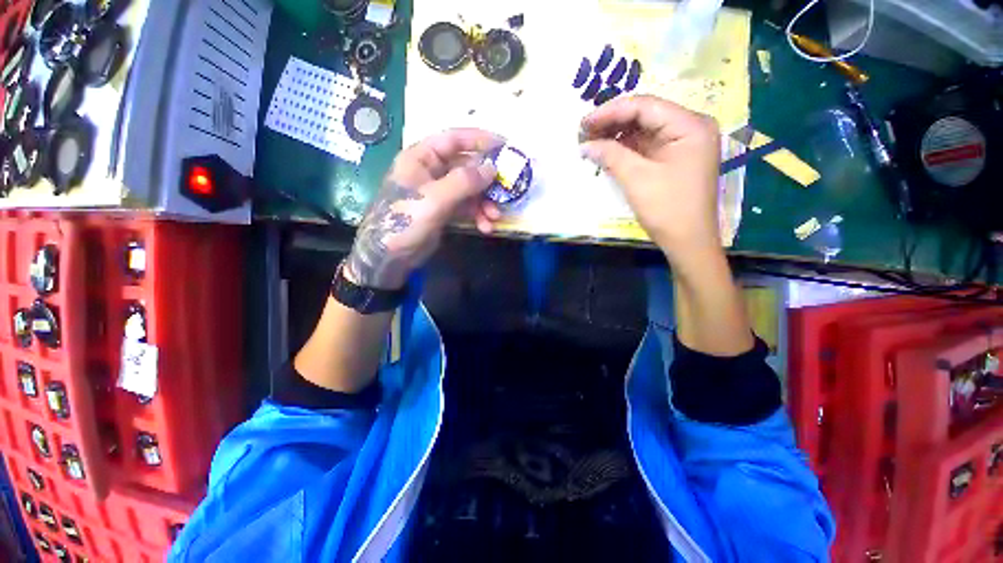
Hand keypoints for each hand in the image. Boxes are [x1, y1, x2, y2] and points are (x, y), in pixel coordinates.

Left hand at [345, 129, 502, 289]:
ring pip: (470, 190)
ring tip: (494, 217)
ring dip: (485, 203)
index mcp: (423, 157)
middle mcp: (432, 170)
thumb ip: (464, 181)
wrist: (389, 256)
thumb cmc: (405, 220)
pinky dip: (477, 215)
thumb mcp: (435, 198)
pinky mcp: (444, 210)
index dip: (480, 139)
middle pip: (467, 167)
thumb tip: (492, 169)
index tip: (505, 146)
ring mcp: (439, 192)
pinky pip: (467, 207)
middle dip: (487, 181)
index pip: (455, 139)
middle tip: (506, 191)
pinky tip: (485, 227)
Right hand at [580, 95, 721, 259]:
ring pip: (644, 131)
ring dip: (616, 136)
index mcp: (690, 125)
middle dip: (613, 123)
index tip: (584, 122)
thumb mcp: (637, 179)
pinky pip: (646, 146)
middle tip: (583, 132)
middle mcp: (690, 127)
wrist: (688, 242)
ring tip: (590, 141)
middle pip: (645, 116)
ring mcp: (683, 144)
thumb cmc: (667, 209)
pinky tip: (606, 152)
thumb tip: (584, 145)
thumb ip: (610, 155)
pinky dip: (625, 149)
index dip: (611, 111)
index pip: (645, 106)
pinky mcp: (674, 159)